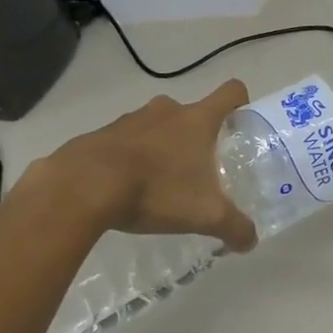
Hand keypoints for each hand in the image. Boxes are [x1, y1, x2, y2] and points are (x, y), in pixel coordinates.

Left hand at [23, 80, 257, 252]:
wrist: (81, 188)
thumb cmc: (155, 190)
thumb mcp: (204, 215)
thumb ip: (234, 226)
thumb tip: (251, 241)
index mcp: (197, 119)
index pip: (231, 91)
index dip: (241, 103)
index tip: (240, 125)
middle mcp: (168, 110)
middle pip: (192, 112)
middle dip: (196, 136)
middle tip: (198, 167)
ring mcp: (131, 119)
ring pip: (157, 125)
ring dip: (161, 145)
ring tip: (158, 182)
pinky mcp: (99, 134)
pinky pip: (124, 140)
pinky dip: (129, 158)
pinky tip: (124, 188)